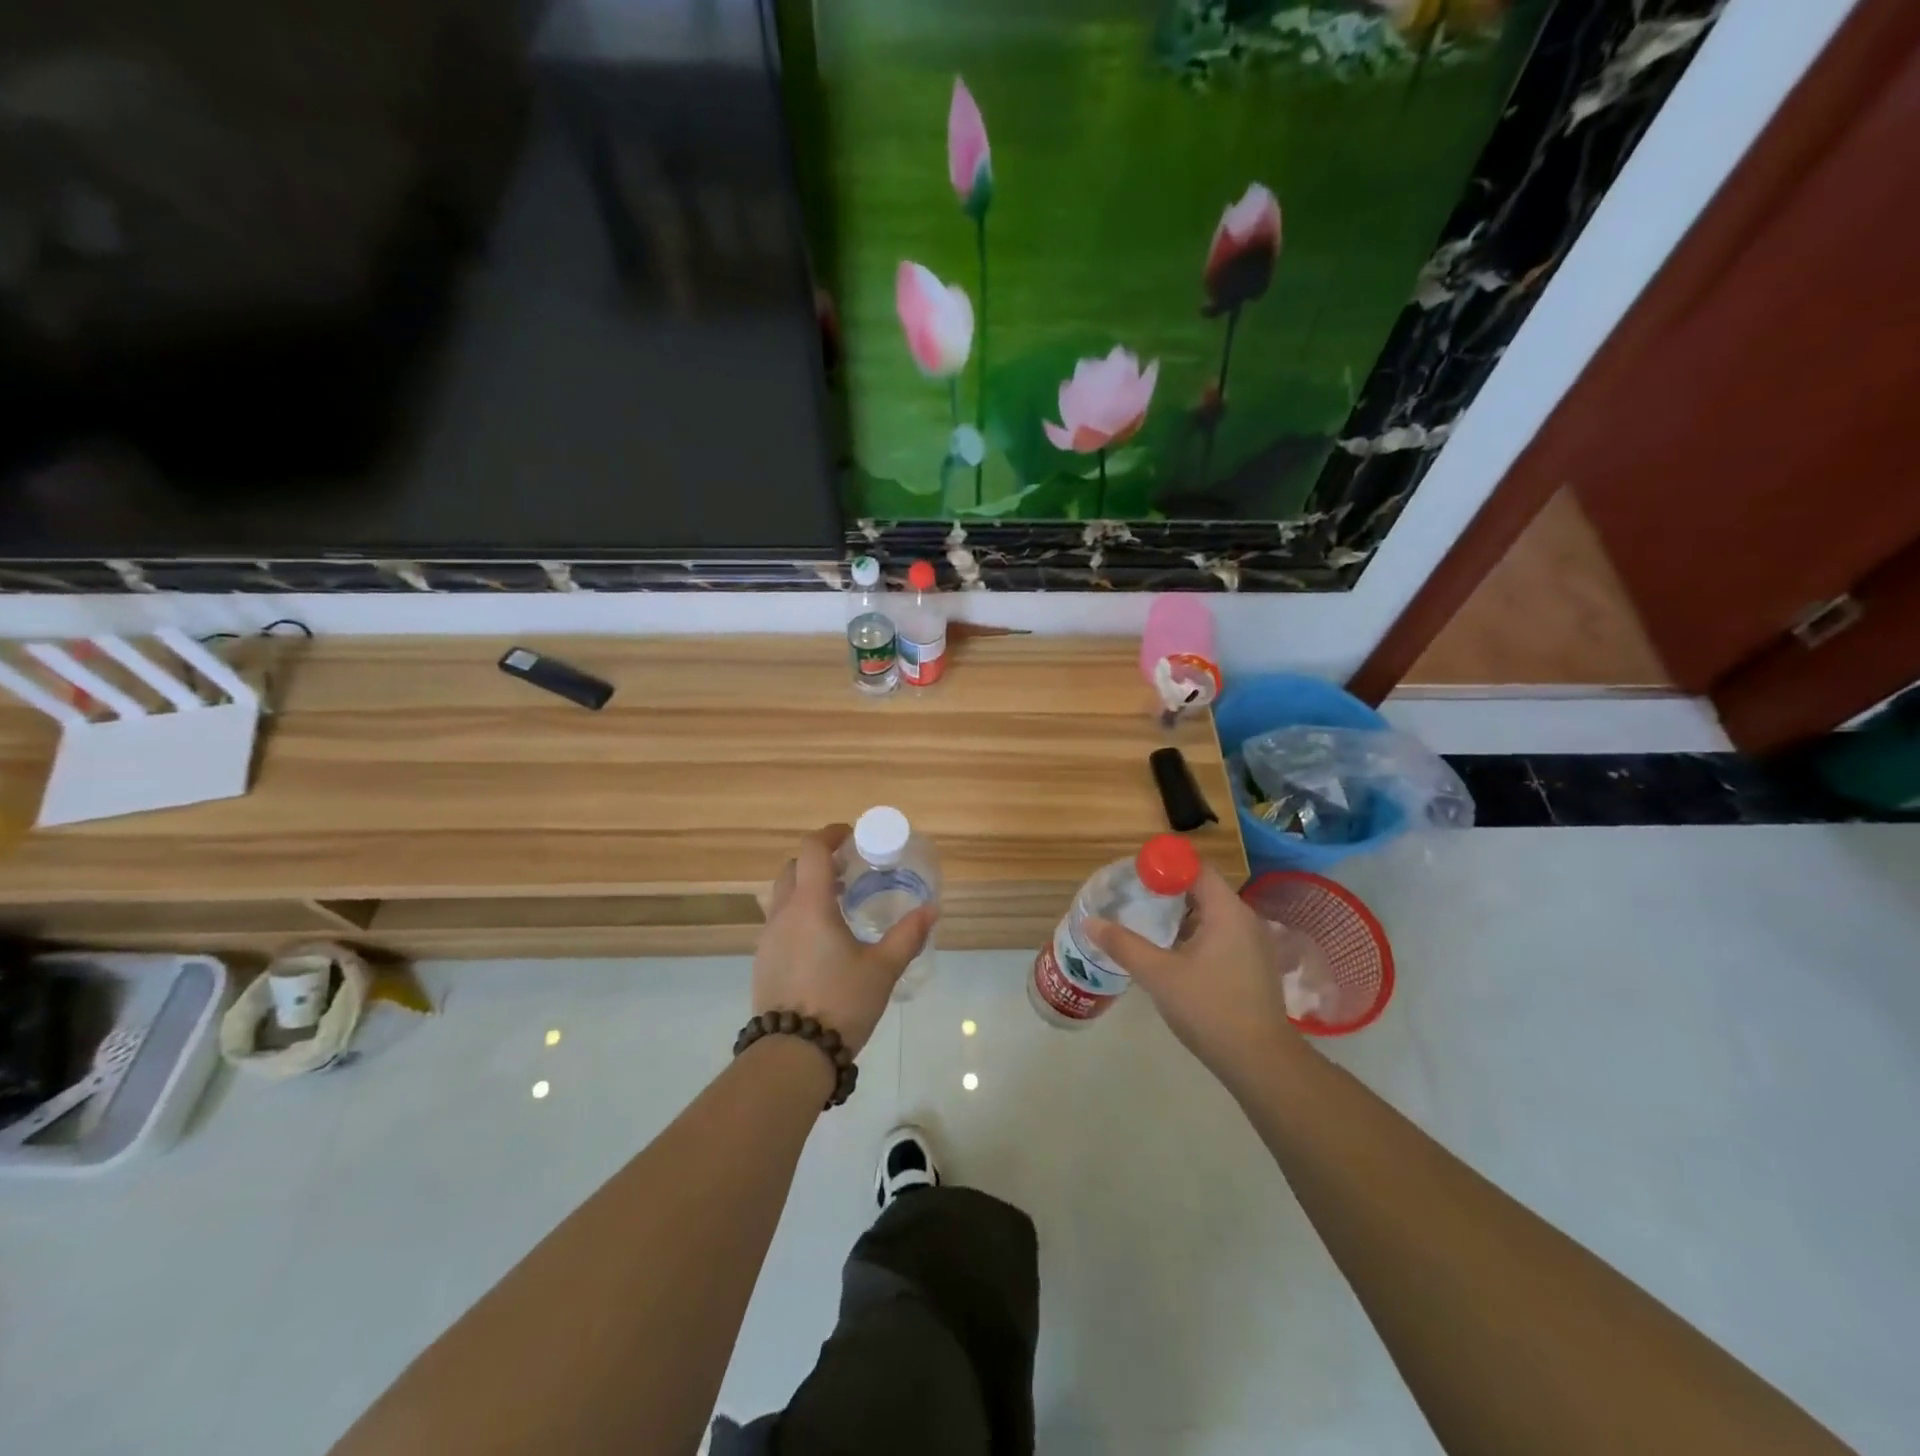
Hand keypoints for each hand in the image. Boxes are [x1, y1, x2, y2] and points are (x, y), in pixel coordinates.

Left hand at [752, 824, 936, 1055]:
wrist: (792, 1055)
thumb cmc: (840, 1003)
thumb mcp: (882, 969)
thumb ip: (908, 936)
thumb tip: (931, 909)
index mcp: (811, 906)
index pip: (812, 850)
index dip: (831, 835)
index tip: (852, 837)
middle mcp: (783, 914)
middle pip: (793, 868)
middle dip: (819, 861)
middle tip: (849, 872)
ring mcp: (768, 939)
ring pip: (783, 896)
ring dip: (807, 888)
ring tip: (839, 906)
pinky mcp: (763, 961)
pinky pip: (779, 923)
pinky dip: (799, 915)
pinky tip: (822, 941)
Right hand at [1084, 866, 1298, 1080]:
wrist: (1260, 1062)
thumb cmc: (1210, 1009)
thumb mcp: (1159, 975)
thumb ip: (1124, 944)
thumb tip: (1090, 922)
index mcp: (1227, 911)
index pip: (1195, 868)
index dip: (1164, 866)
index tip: (1135, 876)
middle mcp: (1245, 919)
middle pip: (1203, 888)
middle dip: (1168, 889)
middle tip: (1134, 898)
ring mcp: (1253, 944)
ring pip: (1211, 914)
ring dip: (1180, 914)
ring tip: (1146, 923)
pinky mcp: (1252, 965)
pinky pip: (1220, 934)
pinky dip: (1195, 933)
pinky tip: (1172, 953)